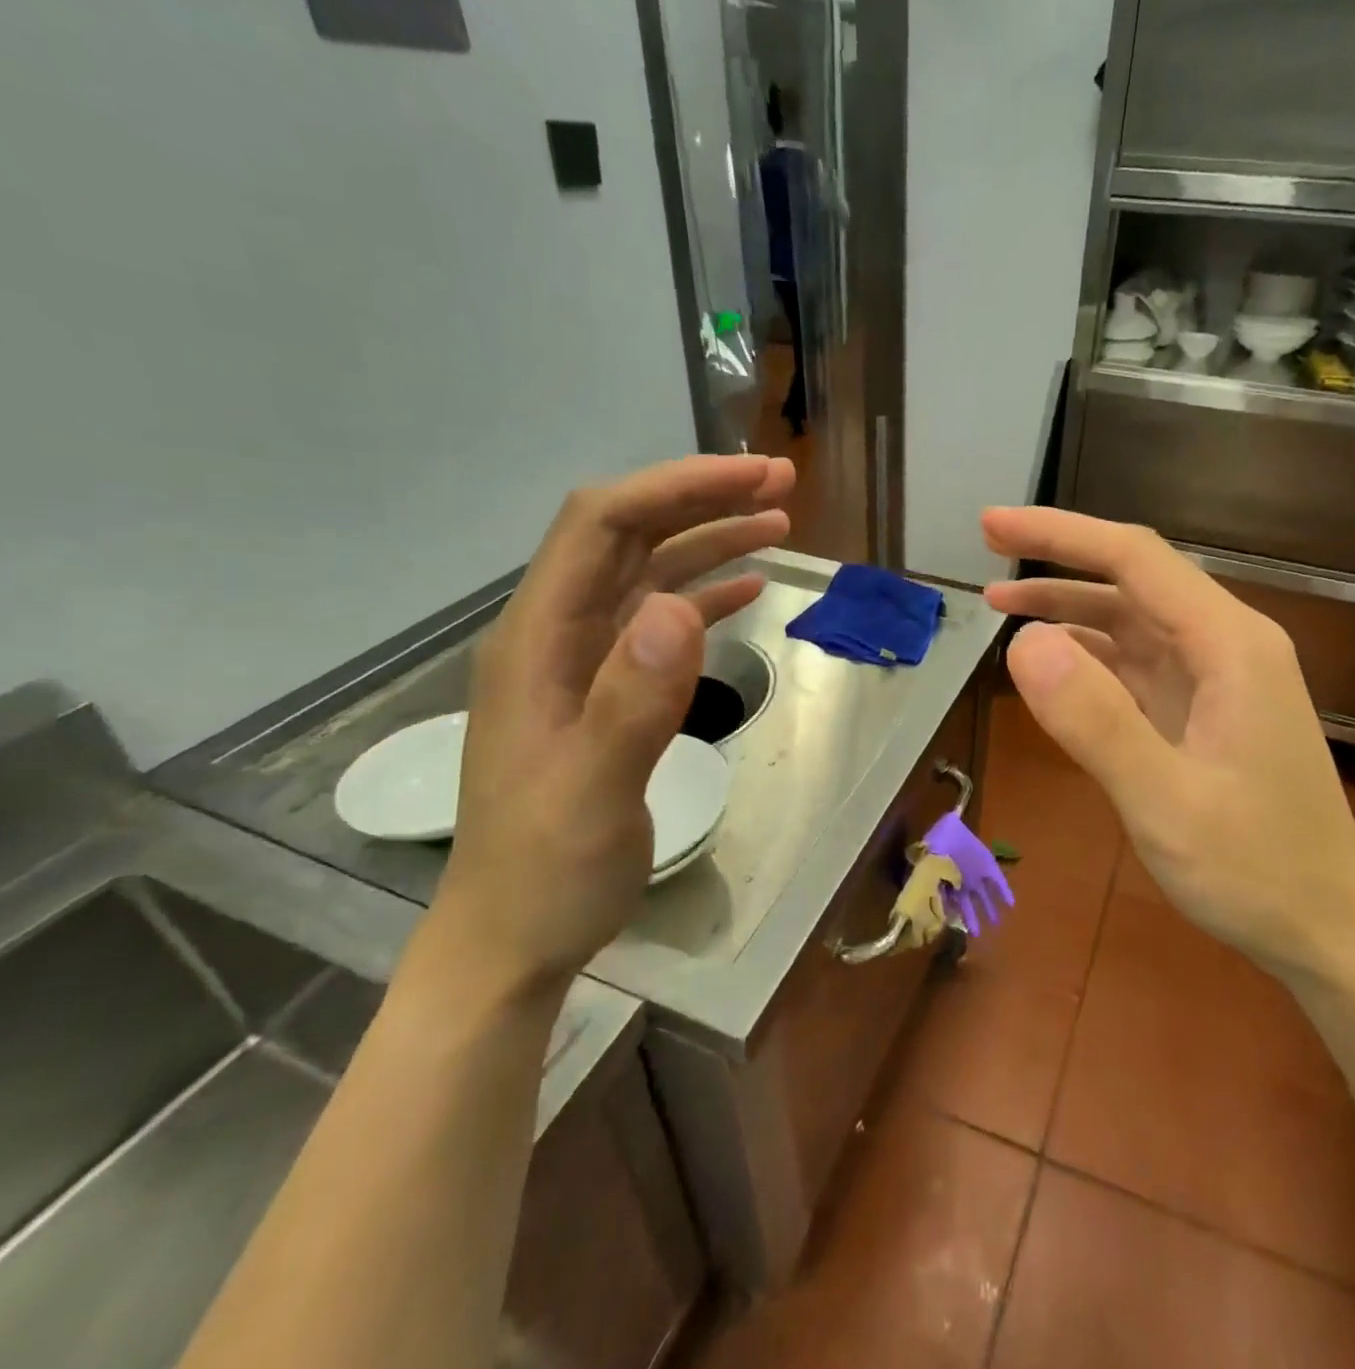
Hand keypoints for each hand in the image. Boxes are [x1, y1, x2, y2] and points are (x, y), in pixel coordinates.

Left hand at [418, 454, 793, 999]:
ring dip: (709, 541)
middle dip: (701, 499)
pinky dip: (705, 596)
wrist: (513, 938)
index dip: (675, 488)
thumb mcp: (592, 792)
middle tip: (779, 484)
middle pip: (628, 537)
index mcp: (539, 640)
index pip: (602, 526)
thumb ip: (633, 700)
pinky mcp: (609, 693)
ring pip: (648, 575)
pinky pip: (659, 624)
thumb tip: (678, 607)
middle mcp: (556, 635)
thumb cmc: (547, 871)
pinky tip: (746, 590)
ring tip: (777, 522)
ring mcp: (583, 664)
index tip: (752, 477)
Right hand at [981, 508, 1354, 978]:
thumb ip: (1095, 721)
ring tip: (1003, 606)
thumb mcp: (1165, 802)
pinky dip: (1089, 657)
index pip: (1135, 559)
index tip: (992, 525)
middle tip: (987, 554)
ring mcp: (1216, 681)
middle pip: (1133, 581)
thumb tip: (1025, 643)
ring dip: (1069, 610)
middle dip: (1059, 562)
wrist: (1325, 928)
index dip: (1060, 534)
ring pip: (1132, 622)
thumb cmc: (1255, 869)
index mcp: (1229, 646)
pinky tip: (1051, 668)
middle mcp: (1226, 647)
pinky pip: (1137, 666)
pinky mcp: (1204, 712)